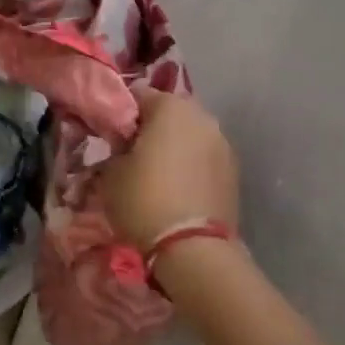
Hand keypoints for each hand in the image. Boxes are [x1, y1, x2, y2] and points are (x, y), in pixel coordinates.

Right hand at [100, 88, 238, 250]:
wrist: (193, 249)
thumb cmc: (144, 200)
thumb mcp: (110, 172)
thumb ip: (115, 149)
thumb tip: (121, 147)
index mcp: (170, 106)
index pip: (138, 95)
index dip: (121, 114)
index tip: (111, 136)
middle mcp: (202, 116)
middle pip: (169, 112)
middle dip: (151, 128)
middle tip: (133, 154)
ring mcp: (223, 143)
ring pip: (190, 135)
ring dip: (174, 146)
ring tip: (157, 174)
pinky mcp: (234, 171)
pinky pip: (204, 157)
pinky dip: (191, 165)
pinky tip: (178, 188)